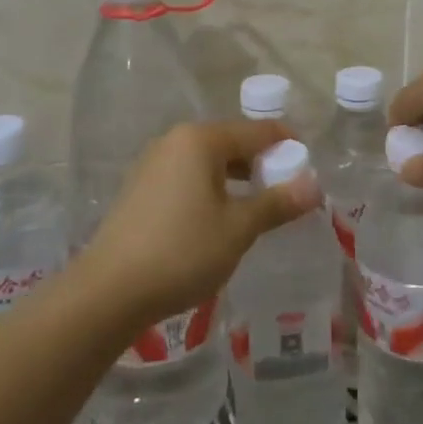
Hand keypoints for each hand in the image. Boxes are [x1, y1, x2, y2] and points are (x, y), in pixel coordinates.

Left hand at [82, 119, 321, 324]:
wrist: (108, 292)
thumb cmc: (182, 252)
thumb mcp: (238, 228)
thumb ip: (277, 203)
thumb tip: (314, 185)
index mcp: (200, 140)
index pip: (257, 131)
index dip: (287, 145)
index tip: (309, 167)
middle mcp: (175, 141)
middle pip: (231, 142)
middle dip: (261, 164)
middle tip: (287, 191)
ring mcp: (153, 164)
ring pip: (208, 161)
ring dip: (236, 179)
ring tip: (257, 208)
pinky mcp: (140, 189)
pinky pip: (187, 177)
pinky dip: (210, 189)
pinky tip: (218, 219)